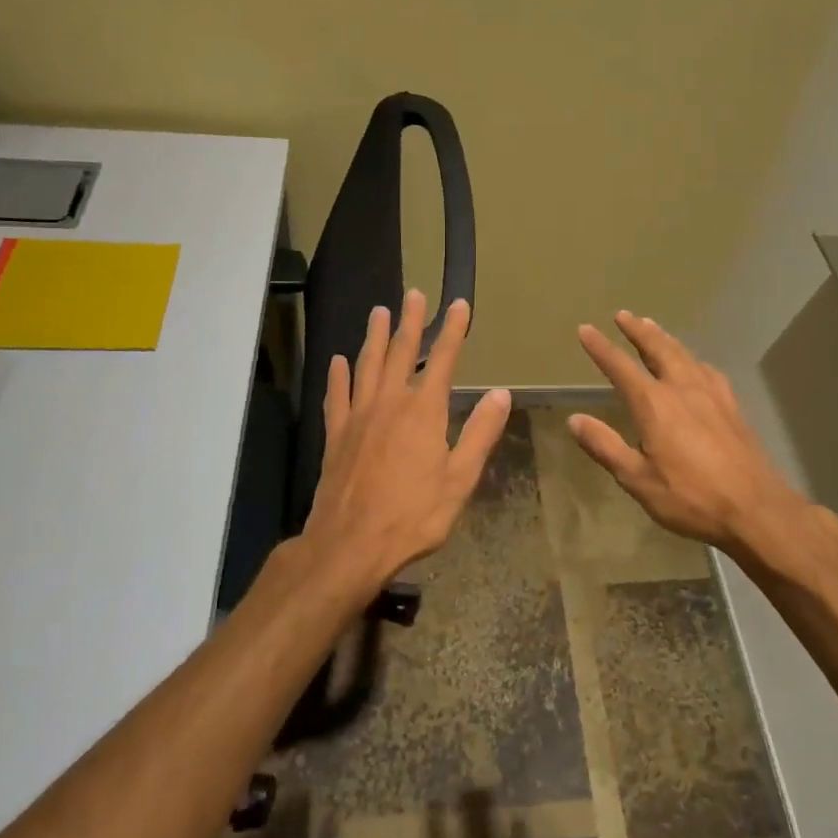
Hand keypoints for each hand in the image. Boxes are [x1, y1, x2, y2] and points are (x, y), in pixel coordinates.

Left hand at [300, 289, 510, 597]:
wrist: (351, 543)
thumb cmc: (413, 515)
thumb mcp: (460, 479)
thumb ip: (480, 433)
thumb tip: (501, 393)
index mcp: (423, 411)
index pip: (444, 360)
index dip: (453, 330)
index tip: (459, 305)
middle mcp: (389, 403)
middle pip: (401, 352)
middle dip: (411, 322)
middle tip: (414, 294)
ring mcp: (358, 416)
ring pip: (367, 365)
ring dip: (374, 337)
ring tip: (379, 313)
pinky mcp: (336, 435)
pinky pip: (336, 396)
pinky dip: (338, 376)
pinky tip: (337, 362)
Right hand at [571, 312, 810, 559]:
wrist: (756, 509)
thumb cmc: (690, 498)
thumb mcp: (637, 479)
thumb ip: (605, 446)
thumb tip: (574, 420)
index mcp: (655, 404)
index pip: (621, 367)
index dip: (601, 348)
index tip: (586, 329)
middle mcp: (683, 389)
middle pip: (658, 349)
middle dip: (638, 331)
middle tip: (624, 315)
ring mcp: (713, 395)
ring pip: (684, 355)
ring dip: (665, 338)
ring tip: (653, 327)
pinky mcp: (733, 407)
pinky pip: (708, 371)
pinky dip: (693, 359)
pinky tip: (695, 364)